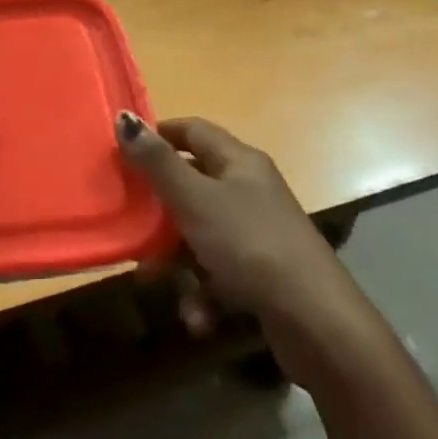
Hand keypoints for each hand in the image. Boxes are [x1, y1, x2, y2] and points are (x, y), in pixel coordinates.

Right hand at [116, 113, 377, 377]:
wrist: (315, 321)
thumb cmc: (249, 245)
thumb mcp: (195, 200)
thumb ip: (157, 163)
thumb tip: (124, 117)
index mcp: (239, 162)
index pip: (192, 130)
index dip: (157, 135)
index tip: (121, 151)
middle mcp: (249, 191)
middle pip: (191, 185)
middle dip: (157, 209)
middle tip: (126, 220)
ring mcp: (256, 233)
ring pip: (199, 234)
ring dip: (174, 260)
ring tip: (153, 281)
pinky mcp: (260, 273)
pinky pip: (218, 273)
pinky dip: (203, 294)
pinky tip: (198, 316)